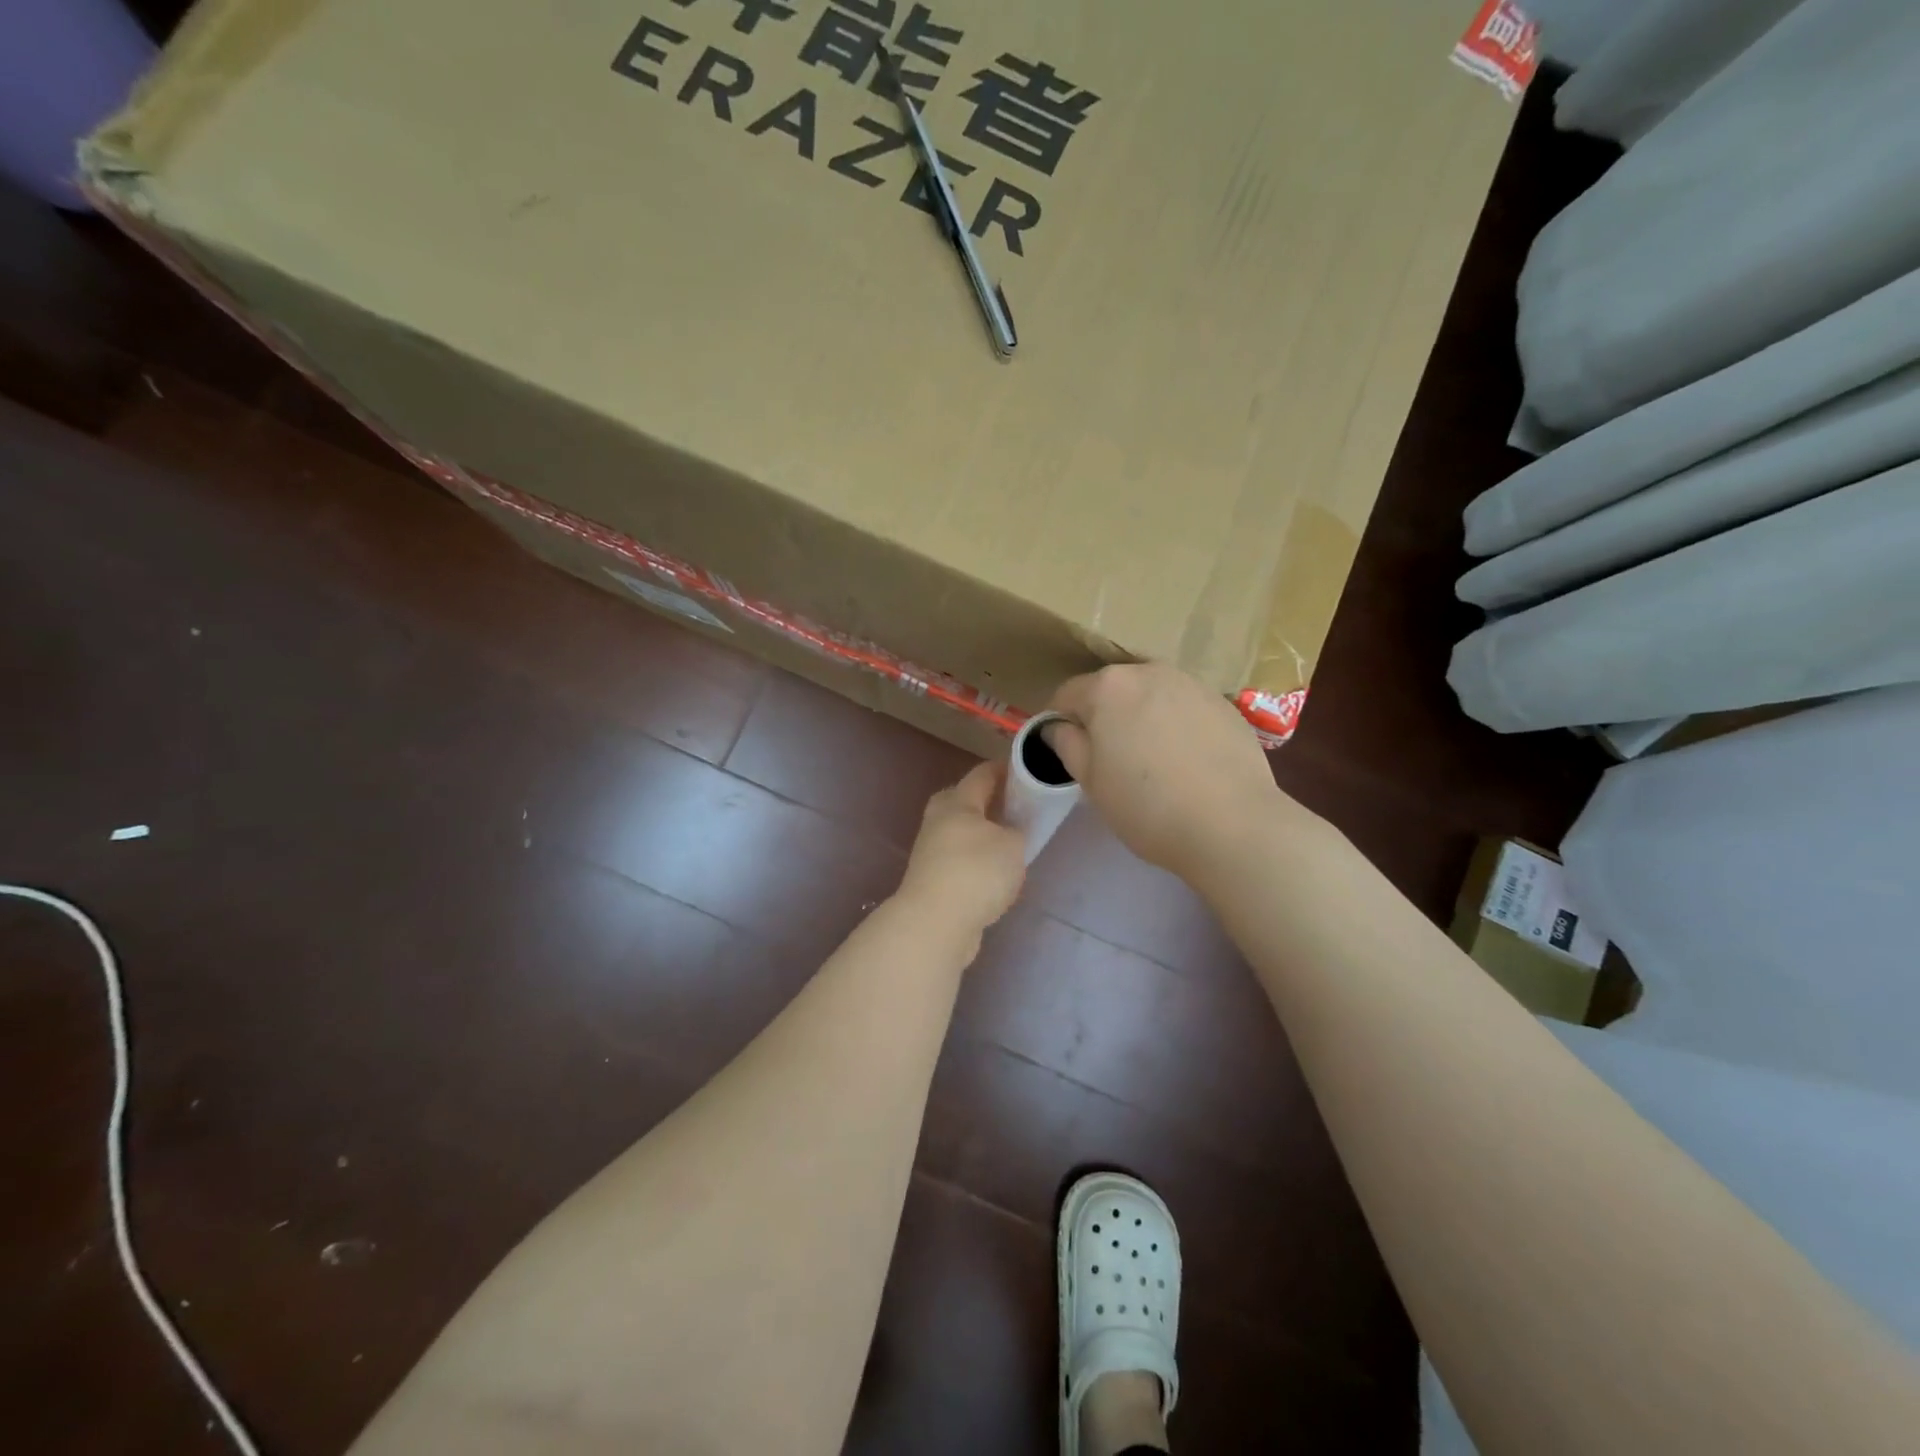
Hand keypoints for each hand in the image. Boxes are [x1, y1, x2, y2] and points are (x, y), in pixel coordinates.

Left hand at [897, 761, 1026, 934]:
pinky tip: (996, 877)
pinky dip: (978, 863)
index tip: (1028, 770)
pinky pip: (961, 861)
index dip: (1006, 769)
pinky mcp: (932, 879)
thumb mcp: (1013, 844)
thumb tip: (1011, 832)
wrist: (936, 923)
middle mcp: (938, 820)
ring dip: (984, 835)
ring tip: (1013, 846)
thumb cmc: (977, 872)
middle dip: (990, 802)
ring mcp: (931, 851)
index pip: (983, 774)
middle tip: (1019, 809)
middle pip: (966, 801)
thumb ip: (1018, 831)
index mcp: (957, 802)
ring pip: (963, 833)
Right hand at [1044, 664, 1295, 878]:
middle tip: (1111, 760)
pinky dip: (1177, 726)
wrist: (1232, 824)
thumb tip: (1057, 726)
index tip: (1067, 753)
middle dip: (1104, 717)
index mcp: (1108, 686)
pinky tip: (1186, 763)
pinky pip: (1185, 708)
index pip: (1067, 694)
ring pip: (1151, 696)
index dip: (1061, 723)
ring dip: (1142, 718)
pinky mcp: (1224, 704)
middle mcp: (1149, 672)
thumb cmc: (1146, 805)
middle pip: (1112, 690)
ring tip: (1152, 761)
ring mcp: (1192, 684)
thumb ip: (1066, 744)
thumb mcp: (1091, 781)